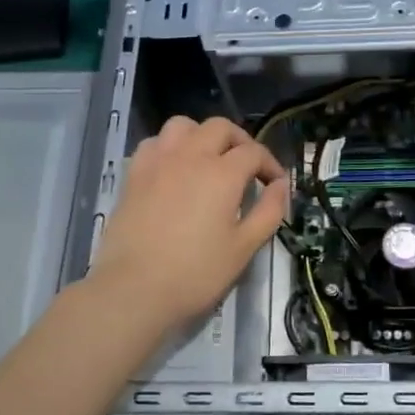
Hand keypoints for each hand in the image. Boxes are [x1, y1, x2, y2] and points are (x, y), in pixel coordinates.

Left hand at [89, 116, 289, 330]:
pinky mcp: (134, 174)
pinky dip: (170, 147)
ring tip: (209, 159)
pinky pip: (155, 143)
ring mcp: (158, 161)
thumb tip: (281, 185)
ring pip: (183, 126)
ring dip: (202, 136)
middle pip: (220, 128)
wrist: (133, 289)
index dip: (270, 165)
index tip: (275, 184)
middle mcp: (191, 156)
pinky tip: (174, 169)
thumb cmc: (195, 273)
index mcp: (222, 173)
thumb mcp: (244, 248)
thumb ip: (268, 211)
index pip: (254, 152)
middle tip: (247, 167)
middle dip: (240, 142)